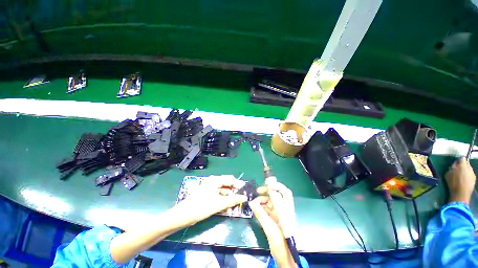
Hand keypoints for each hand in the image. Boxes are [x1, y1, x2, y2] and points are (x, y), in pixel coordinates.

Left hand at [173, 176, 247, 224]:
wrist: (182, 216)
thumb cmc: (201, 207)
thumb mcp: (219, 204)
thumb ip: (233, 200)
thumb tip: (245, 197)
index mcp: (215, 180)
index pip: (231, 179)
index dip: (238, 185)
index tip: (245, 192)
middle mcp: (213, 182)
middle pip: (227, 185)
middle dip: (234, 193)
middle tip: (241, 201)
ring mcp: (210, 189)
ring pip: (223, 192)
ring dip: (229, 199)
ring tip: (235, 207)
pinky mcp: (208, 195)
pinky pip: (219, 196)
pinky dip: (223, 201)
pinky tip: (227, 209)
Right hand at [249, 182, 296, 267]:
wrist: (286, 259)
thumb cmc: (281, 245)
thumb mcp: (270, 230)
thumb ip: (261, 215)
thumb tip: (252, 202)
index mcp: (287, 211)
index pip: (285, 193)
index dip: (277, 186)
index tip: (266, 183)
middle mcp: (285, 210)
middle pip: (278, 195)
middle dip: (268, 190)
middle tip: (258, 190)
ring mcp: (280, 214)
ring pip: (272, 201)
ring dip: (263, 199)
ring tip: (255, 202)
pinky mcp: (276, 219)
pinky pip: (268, 209)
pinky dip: (262, 206)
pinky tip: (256, 207)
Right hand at [446, 157, 476, 203]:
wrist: (461, 194)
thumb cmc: (453, 183)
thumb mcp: (448, 174)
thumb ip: (451, 168)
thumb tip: (454, 165)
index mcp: (462, 165)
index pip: (461, 158)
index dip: (458, 160)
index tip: (454, 164)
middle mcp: (469, 167)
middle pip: (466, 164)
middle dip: (462, 166)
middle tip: (457, 169)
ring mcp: (472, 174)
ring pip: (469, 169)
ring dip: (465, 171)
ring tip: (460, 175)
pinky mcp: (474, 179)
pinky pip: (470, 175)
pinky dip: (467, 176)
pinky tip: (463, 180)